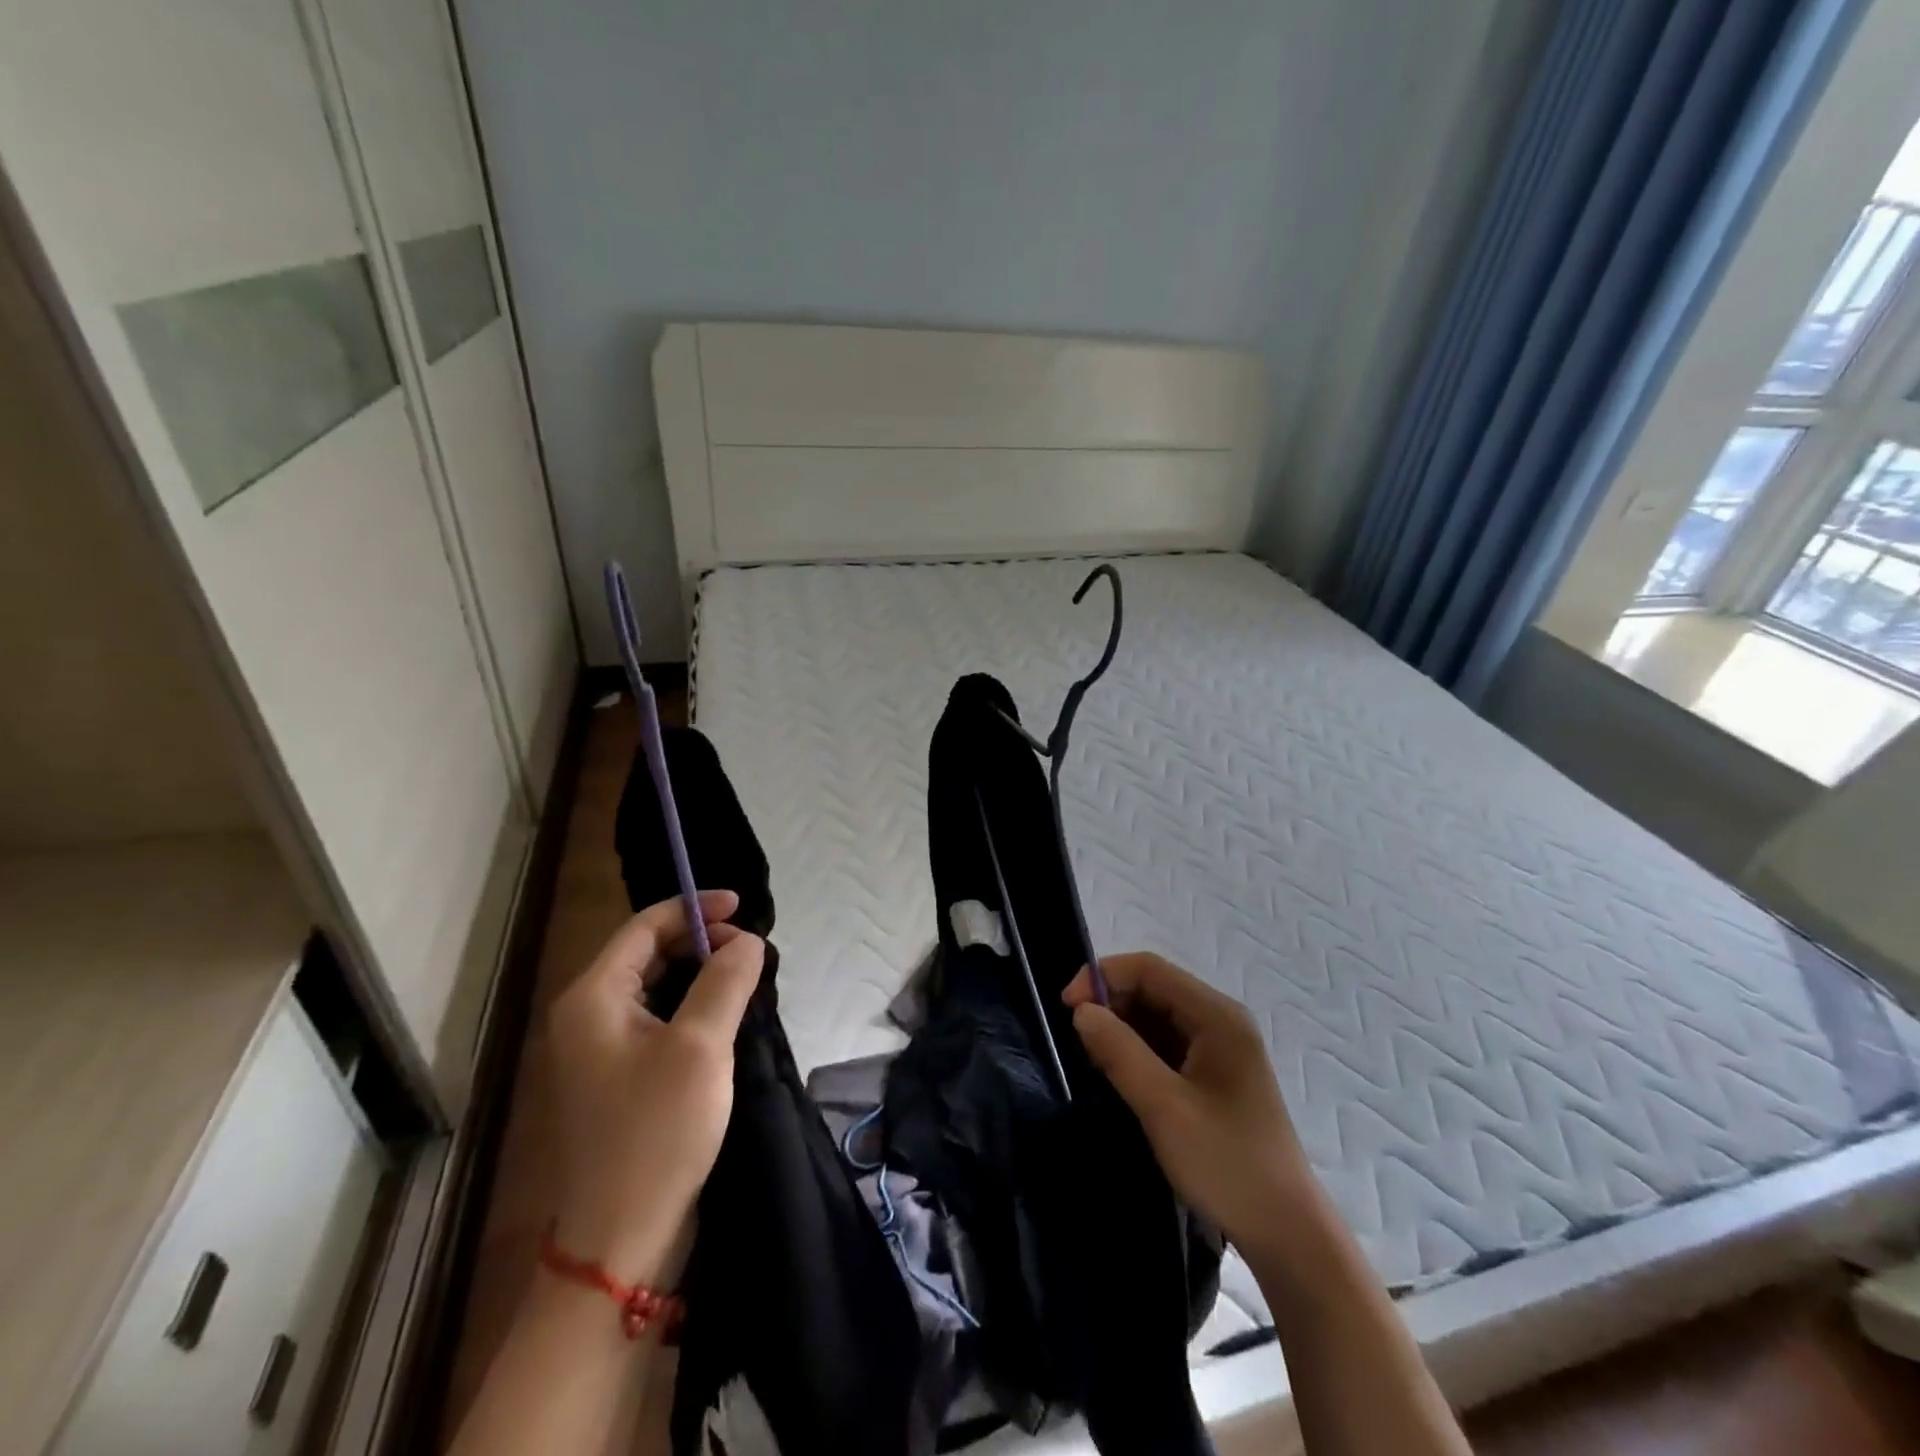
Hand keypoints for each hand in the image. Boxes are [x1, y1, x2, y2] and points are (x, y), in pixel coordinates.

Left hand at [546, 890, 763, 1283]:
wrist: (620, 1241)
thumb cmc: (657, 1132)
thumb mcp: (701, 1047)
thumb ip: (726, 981)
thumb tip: (748, 942)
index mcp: (593, 998)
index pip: (644, 926)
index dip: (694, 908)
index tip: (743, 908)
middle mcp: (586, 1016)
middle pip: (646, 953)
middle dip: (700, 941)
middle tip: (750, 950)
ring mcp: (598, 1051)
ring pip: (654, 988)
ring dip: (699, 974)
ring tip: (744, 977)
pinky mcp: (618, 1079)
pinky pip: (656, 1020)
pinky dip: (691, 1007)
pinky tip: (724, 1019)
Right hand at [1064, 954, 1312, 1254]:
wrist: (1287, 1234)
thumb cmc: (1227, 1164)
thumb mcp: (1164, 1107)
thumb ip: (1119, 1051)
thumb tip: (1081, 1011)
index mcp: (1217, 1016)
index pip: (1149, 969)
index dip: (1103, 977)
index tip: (1067, 1007)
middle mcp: (1220, 1020)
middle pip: (1153, 987)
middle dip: (1110, 1003)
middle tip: (1077, 1039)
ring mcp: (1219, 1047)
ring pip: (1156, 1015)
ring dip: (1121, 1027)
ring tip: (1093, 1059)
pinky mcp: (1213, 1073)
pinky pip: (1165, 1042)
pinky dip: (1136, 1049)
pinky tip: (1118, 1073)